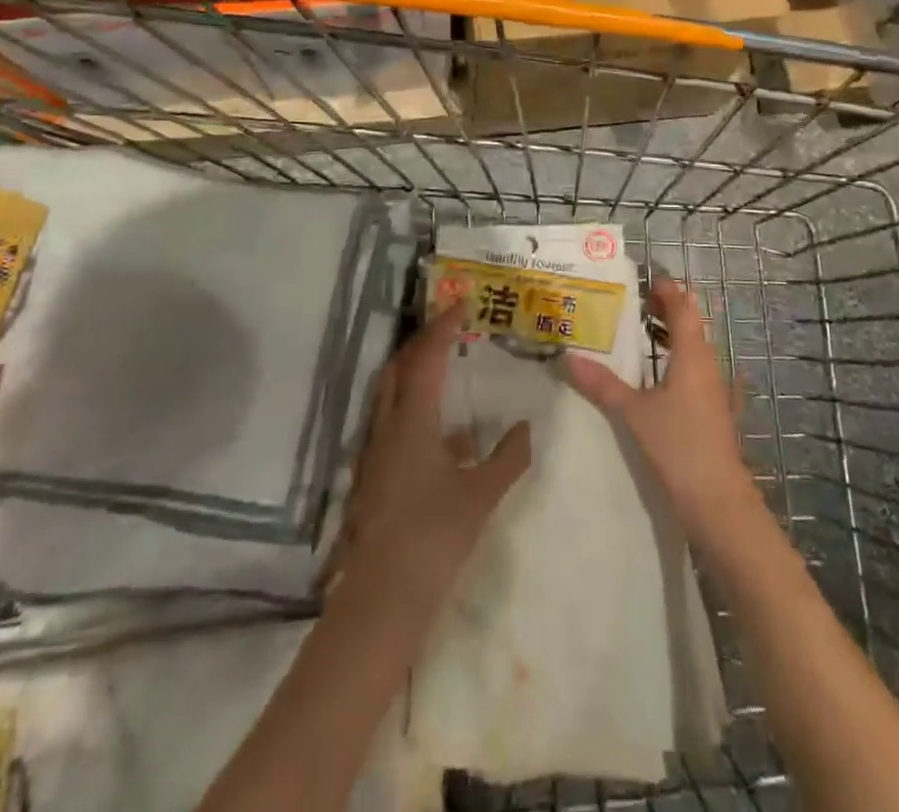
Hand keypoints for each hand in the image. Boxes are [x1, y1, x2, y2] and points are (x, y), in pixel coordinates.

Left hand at [334, 304, 531, 600]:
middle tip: (449, 328)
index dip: (444, 326)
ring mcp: (375, 452)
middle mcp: (388, 427)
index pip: (428, 358)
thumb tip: (525, 427)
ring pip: (390, 395)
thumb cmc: (434, 536)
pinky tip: (447, 438)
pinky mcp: (373, 475)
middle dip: (422, 342)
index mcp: (413, 421)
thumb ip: (508, 457)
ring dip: (415, 374)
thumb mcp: (481, 495)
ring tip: (446, 370)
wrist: (382, 596)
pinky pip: (393, 425)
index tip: (461, 302)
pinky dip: (416, 413)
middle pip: (399, 368)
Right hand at [564, 278, 762, 541]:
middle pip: (692, 325)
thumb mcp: (634, 413)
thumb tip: (567, 358)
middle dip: (668, 310)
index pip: (684, 309)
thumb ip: (602, 384)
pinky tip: (657, 376)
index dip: (668, 291)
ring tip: (641, 332)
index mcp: (692, 356)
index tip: (646, 278)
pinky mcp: (714, 412)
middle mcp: (708, 366)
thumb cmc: (678, 446)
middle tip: (636, 301)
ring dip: (672, 336)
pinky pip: (695, 372)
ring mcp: (715, 390)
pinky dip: (676, 362)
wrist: (718, 501)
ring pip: (694, 350)